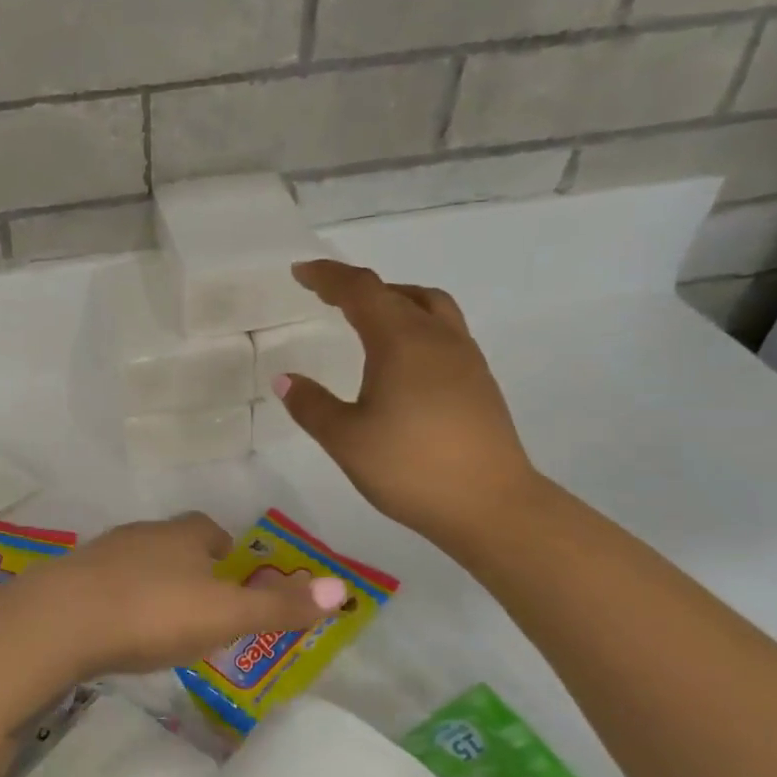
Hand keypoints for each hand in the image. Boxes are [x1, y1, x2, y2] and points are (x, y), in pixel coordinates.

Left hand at [0, 513, 348, 685]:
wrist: (60, 622)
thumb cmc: (153, 613)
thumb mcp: (225, 614)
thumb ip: (279, 604)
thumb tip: (342, 587)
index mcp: (181, 535)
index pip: (209, 529)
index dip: (224, 549)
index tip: (231, 576)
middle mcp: (140, 534)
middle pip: (171, 543)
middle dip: (188, 567)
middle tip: (200, 606)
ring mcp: (100, 554)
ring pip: (135, 562)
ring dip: (150, 584)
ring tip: (160, 623)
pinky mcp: (68, 580)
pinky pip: (103, 585)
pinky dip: (116, 600)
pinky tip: (116, 630)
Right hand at [275, 260, 541, 551]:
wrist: (491, 505)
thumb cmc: (410, 468)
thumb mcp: (346, 439)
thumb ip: (311, 405)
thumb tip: (285, 379)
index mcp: (401, 341)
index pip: (361, 291)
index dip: (328, 277)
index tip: (301, 272)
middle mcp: (437, 338)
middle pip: (397, 292)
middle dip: (359, 288)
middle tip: (328, 296)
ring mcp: (465, 358)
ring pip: (429, 307)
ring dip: (395, 300)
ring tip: (368, 318)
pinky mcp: (479, 381)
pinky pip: (443, 331)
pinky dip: (415, 325)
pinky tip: (402, 360)